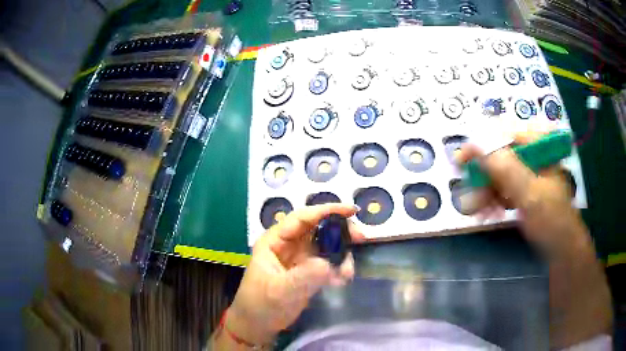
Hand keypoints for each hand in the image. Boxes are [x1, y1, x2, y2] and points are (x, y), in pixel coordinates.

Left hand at [226, 203, 363, 344]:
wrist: (259, 325)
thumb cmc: (260, 304)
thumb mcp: (279, 291)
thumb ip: (303, 277)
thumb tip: (328, 264)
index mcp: (275, 240)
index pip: (301, 218)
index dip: (326, 210)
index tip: (351, 211)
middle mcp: (289, 245)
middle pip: (318, 228)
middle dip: (339, 231)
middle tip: (360, 239)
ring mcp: (300, 258)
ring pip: (326, 245)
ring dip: (341, 254)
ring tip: (346, 273)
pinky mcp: (308, 272)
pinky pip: (328, 263)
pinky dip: (338, 268)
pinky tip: (341, 281)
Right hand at [457, 131, 585, 253]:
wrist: (562, 249)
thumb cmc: (552, 221)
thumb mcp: (531, 195)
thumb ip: (506, 169)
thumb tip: (475, 142)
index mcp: (539, 146)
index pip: (504, 135)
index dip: (480, 146)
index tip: (460, 162)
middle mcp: (532, 156)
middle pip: (499, 157)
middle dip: (484, 178)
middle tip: (470, 197)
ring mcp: (528, 174)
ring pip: (499, 175)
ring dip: (486, 193)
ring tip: (478, 212)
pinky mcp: (525, 190)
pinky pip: (503, 189)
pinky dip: (493, 201)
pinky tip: (488, 213)